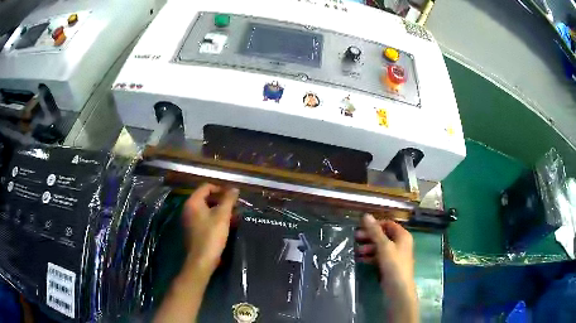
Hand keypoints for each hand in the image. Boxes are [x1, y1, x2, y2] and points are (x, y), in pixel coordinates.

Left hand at [154, 183, 238, 322]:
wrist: (201, 260)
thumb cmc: (211, 235)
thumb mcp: (222, 216)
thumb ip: (228, 200)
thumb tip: (234, 188)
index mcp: (193, 202)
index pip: (206, 187)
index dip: (220, 188)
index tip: (233, 195)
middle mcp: (188, 209)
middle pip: (206, 198)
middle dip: (221, 200)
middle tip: (234, 207)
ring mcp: (189, 220)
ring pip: (206, 210)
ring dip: (219, 211)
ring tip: (233, 217)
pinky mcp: (192, 230)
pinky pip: (204, 219)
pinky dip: (214, 219)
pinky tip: (226, 226)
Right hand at [356, 214, 417, 322]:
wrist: (398, 288)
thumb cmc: (393, 264)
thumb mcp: (383, 246)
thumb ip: (374, 231)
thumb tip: (366, 215)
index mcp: (402, 235)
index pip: (388, 224)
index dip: (375, 224)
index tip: (361, 227)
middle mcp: (400, 243)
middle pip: (383, 235)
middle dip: (369, 236)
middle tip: (355, 238)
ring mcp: (395, 255)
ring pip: (380, 247)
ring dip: (368, 247)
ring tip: (356, 251)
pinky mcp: (389, 265)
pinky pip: (379, 257)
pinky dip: (370, 256)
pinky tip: (360, 259)